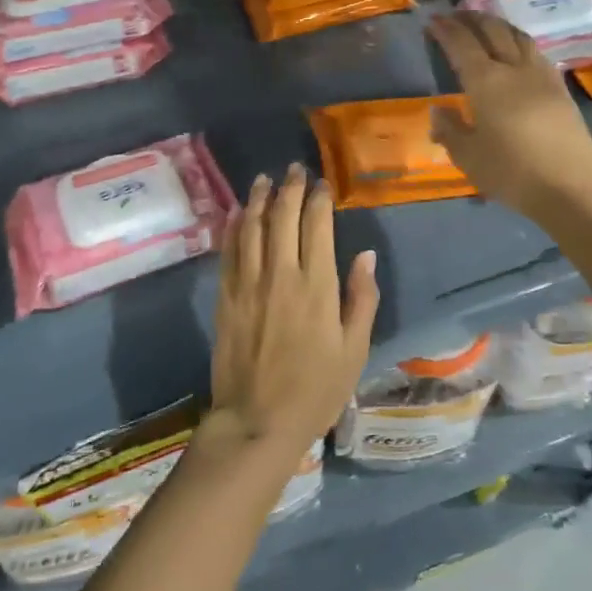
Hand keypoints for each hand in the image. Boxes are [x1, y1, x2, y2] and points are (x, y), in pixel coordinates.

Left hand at [212, 164, 378, 453]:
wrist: (257, 421)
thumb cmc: (315, 390)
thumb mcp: (354, 350)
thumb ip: (362, 299)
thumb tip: (365, 255)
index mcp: (317, 287)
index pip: (317, 227)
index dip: (319, 200)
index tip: (322, 184)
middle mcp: (281, 275)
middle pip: (283, 218)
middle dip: (290, 188)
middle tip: (294, 169)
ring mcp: (249, 284)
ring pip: (253, 228)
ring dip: (260, 199)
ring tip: (265, 178)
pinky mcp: (226, 297)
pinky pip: (229, 251)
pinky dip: (234, 227)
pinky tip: (238, 211)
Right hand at [429, 11, 591, 218]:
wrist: (570, 187)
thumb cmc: (511, 172)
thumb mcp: (468, 156)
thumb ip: (450, 130)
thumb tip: (439, 111)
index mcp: (486, 82)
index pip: (462, 45)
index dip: (447, 30)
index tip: (434, 20)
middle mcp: (514, 69)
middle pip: (493, 32)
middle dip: (472, 19)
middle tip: (457, 14)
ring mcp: (542, 76)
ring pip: (519, 37)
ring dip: (499, 25)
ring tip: (486, 24)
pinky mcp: (560, 88)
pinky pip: (536, 53)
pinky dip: (519, 42)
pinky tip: (517, 50)